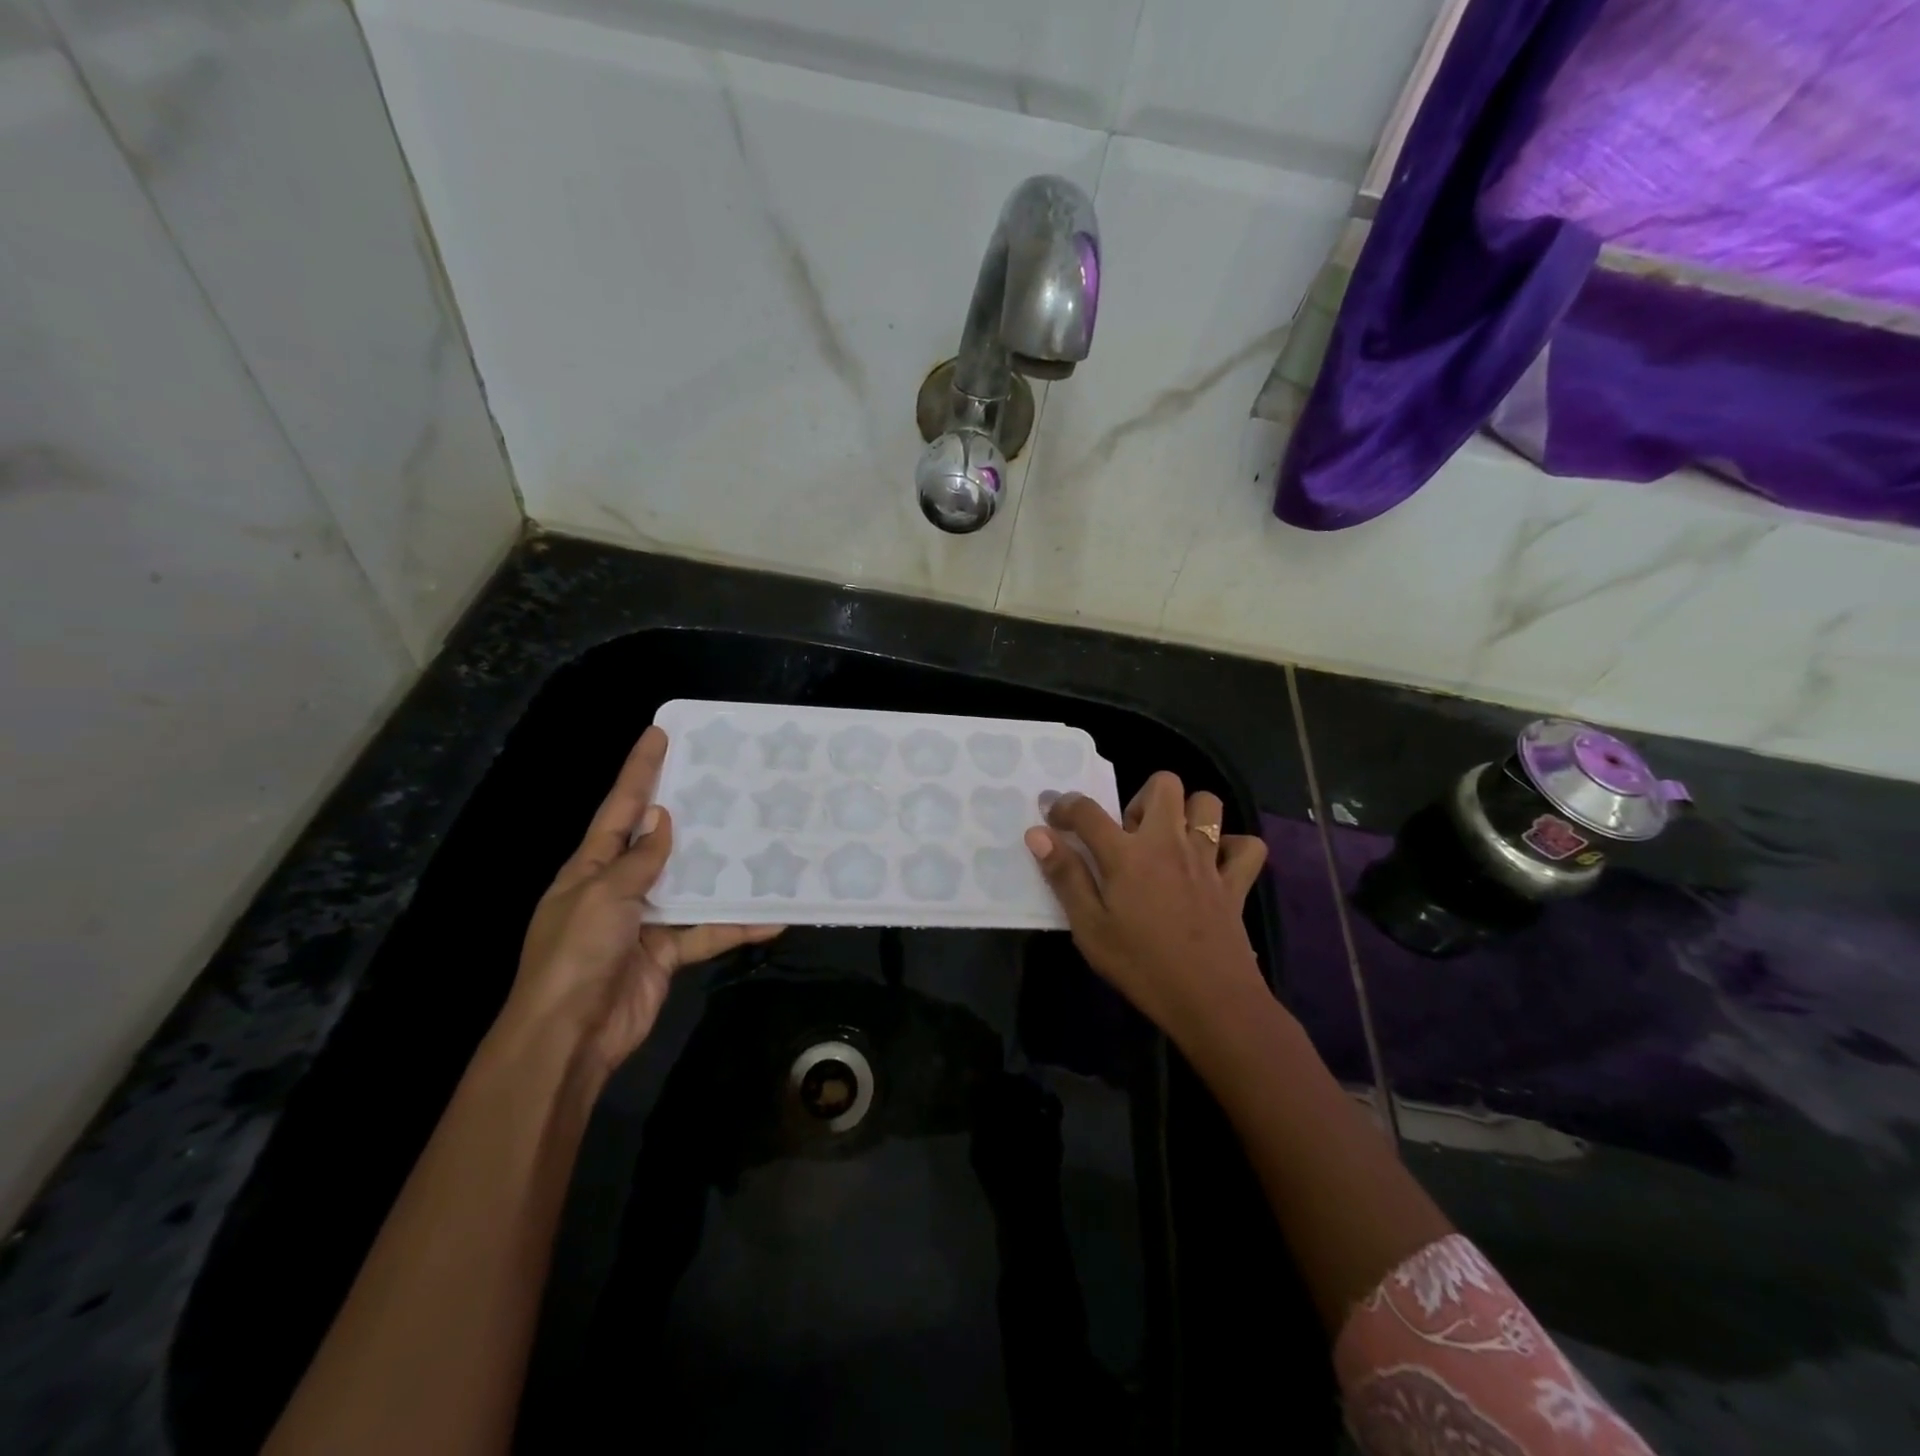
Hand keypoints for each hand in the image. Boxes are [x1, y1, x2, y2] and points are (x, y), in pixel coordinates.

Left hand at [499, 726, 782, 1074]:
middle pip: (658, 840)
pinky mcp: (667, 952)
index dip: (638, 770)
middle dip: (687, 811)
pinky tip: (771, 917)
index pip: (619, 808)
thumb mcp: (604, 896)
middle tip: (725, 781)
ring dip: (722, 869)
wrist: (570, 1037)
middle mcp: (618, 887)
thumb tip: (661, 819)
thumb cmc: (577, 954)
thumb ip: (639, 860)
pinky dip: (736, 926)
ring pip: (690, 884)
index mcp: (591, 867)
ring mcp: (644, 921)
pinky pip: (706, 931)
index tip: (659, 733)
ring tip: (760, 840)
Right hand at [1024, 772, 1268, 1043]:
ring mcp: (1207, 859)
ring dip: (1187, 813)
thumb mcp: (1089, 928)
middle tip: (1128, 834)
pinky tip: (1215, 865)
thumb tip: (1038, 834)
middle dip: (1141, 796)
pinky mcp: (1236, 881)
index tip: (1053, 815)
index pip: (1088, 811)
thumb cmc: (1141, 966)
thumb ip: (1065, 876)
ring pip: (1207, 803)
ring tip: (1170, 842)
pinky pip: (1247, 846)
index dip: (1065, 805)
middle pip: (1162, 784)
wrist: (1211, 1001)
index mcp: (1127, 855)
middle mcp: (1169, 843)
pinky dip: (1232, 847)